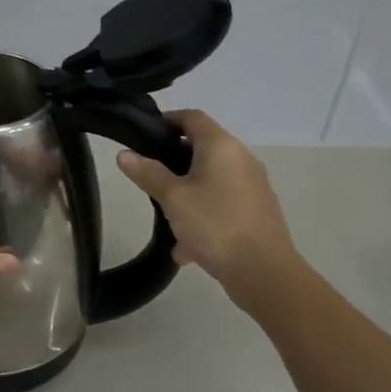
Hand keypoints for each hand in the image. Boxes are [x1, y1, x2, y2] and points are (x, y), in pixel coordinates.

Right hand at [115, 110, 308, 313]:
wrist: (266, 274)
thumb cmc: (215, 225)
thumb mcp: (173, 198)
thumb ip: (147, 173)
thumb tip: (124, 154)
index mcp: (222, 146)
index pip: (192, 117)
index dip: (166, 121)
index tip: (143, 137)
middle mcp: (241, 159)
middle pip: (202, 147)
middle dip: (173, 161)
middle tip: (148, 176)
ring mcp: (253, 186)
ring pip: (211, 178)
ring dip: (187, 192)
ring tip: (165, 215)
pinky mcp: (257, 211)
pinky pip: (222, 203)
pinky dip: (204, 214)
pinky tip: (186, 246)